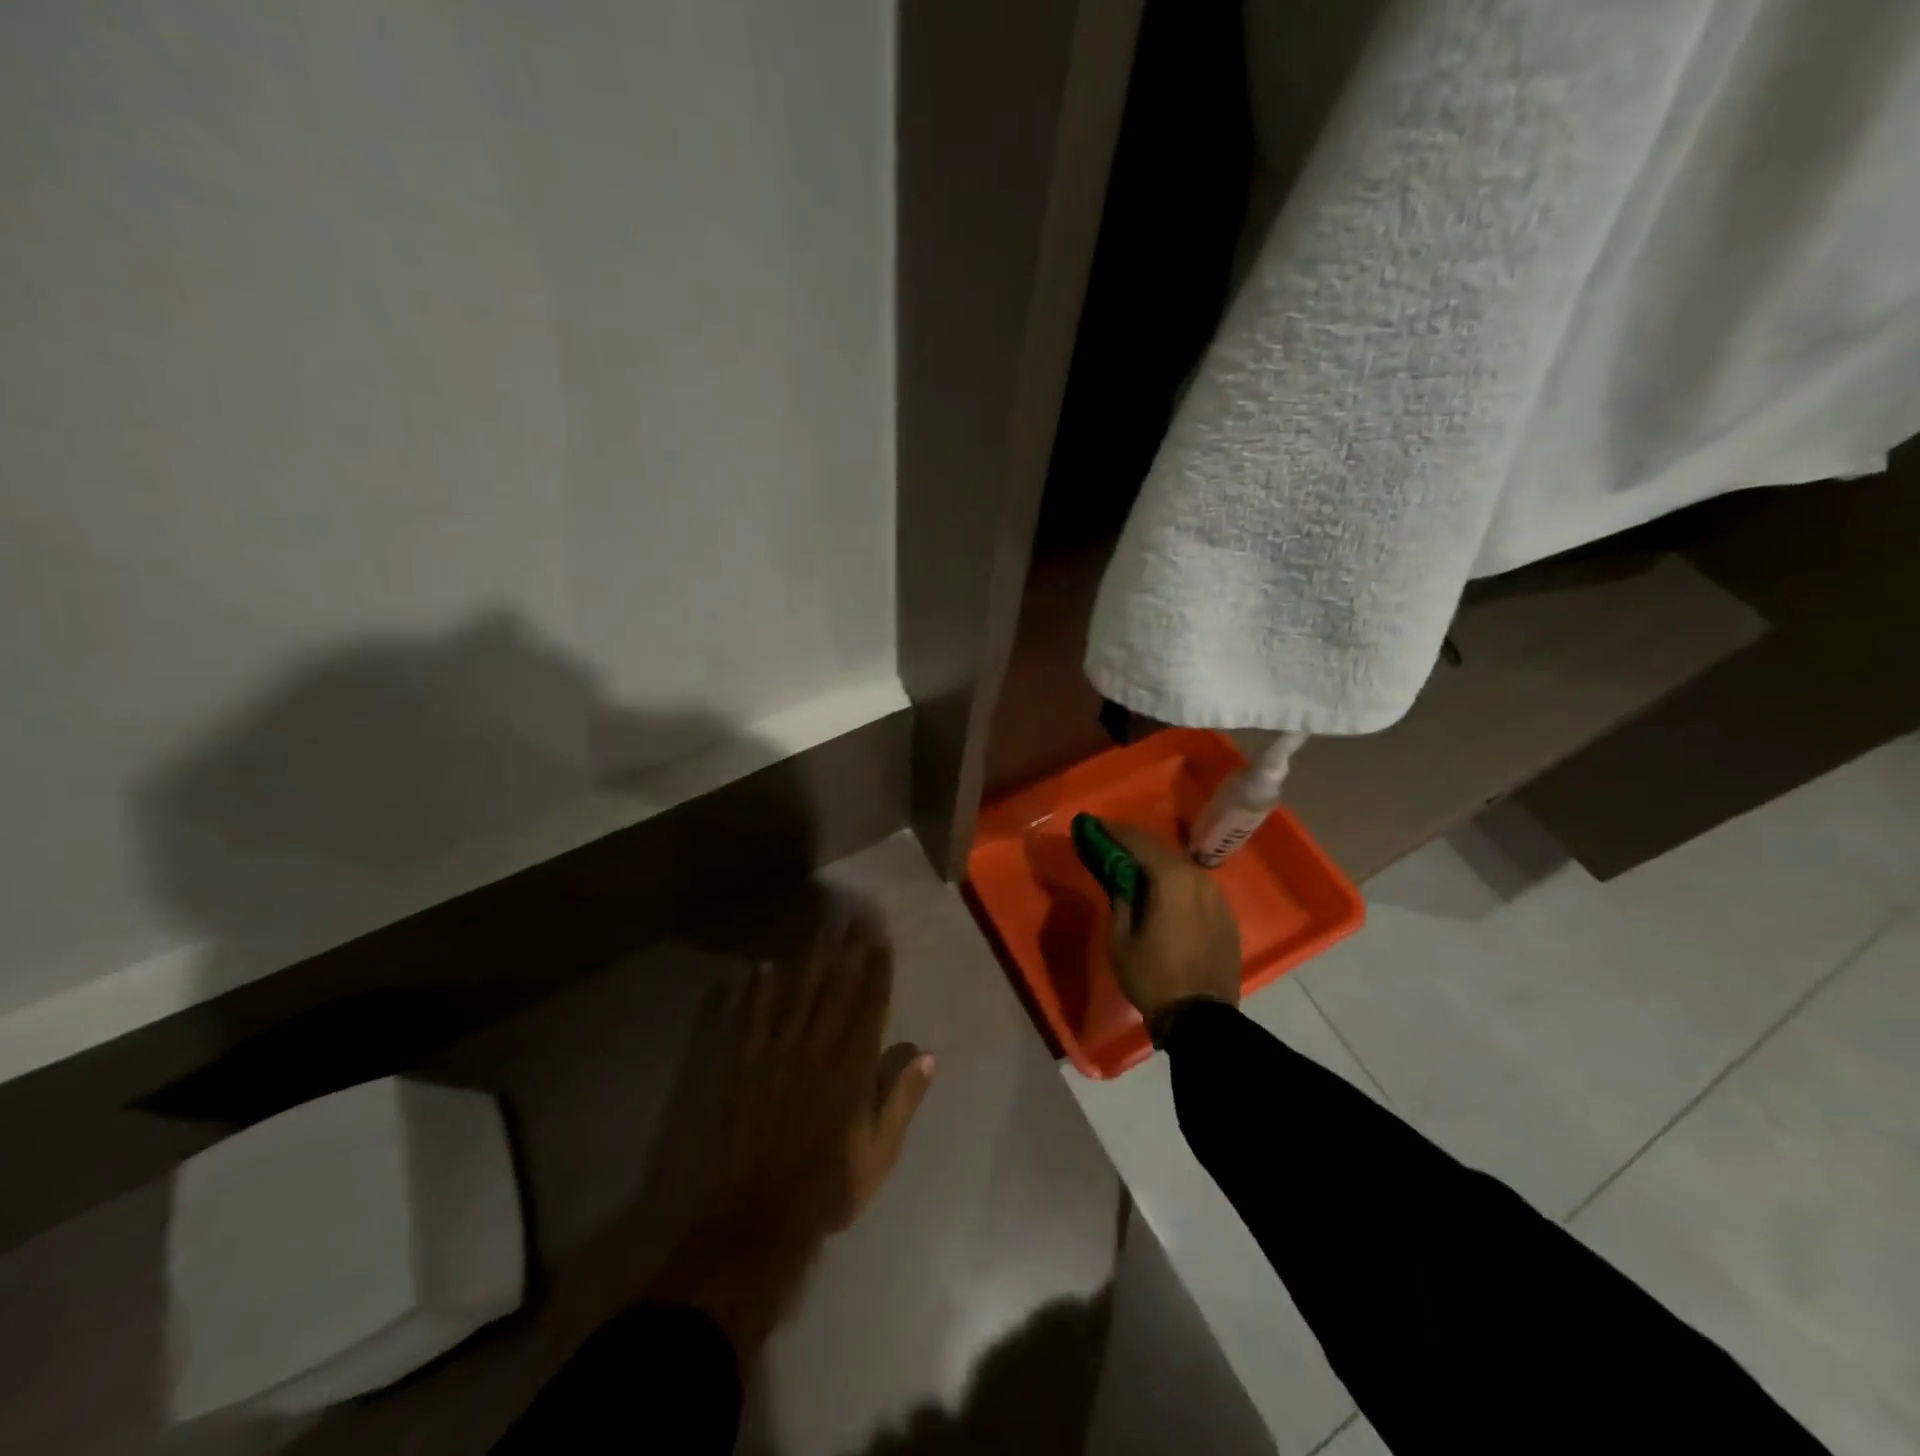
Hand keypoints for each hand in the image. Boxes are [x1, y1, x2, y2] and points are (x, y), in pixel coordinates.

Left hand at [646, 911, 934, 1353]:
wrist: (754, 1222)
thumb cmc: (826, 1190)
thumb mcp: (879, 1156)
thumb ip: (901, 1102)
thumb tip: (927, 1054)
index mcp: (851, 1071)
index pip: (870, 1007)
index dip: (877, 969)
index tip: (882, 937)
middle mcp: (815, 1052)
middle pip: (836, 990)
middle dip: (849, 950)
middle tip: (857, 916)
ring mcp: (775, 1057)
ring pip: (796, 996)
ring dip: (810, 960)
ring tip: (821, 929)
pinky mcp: (742, 1069)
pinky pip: (750, 1021)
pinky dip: (756, 993)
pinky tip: (761, 968)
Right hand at [1100, 821, 1241, 1021]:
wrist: (1201, 1019)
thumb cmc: (1152, 977)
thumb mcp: (1120, 939)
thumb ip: (1121, 900)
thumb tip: (1123, 882)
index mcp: (1172, 880)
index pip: (1140, 842)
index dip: (1116, 831)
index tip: (1096, 825)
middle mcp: (1199, 879)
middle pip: (1163, 850)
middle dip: (1136, 842)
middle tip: (1112, 841)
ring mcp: (1217, 897)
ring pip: (1182, 867)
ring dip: (1158, 862)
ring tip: (1136, 866)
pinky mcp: (1226, 916)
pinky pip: (1196, 887)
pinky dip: (1176, 882)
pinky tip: (1164, 892)